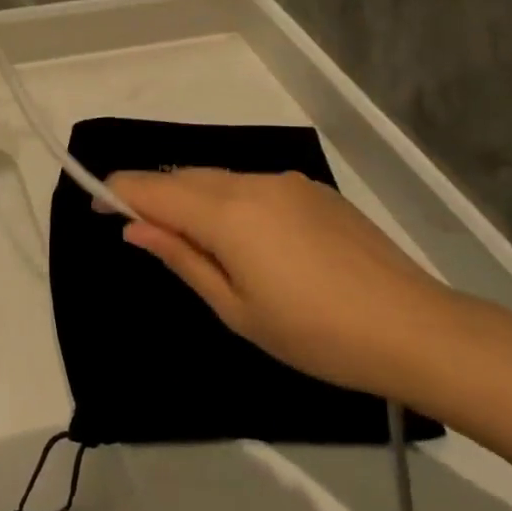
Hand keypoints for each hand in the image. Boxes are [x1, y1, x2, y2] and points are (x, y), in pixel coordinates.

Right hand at [108, 169, 459, 397]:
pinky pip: (254, 186)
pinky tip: (252, 242)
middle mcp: (252, 182)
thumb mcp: (236, 308)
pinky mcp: (314, 190)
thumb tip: (134, 228)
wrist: (415, 328)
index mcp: (226, 213)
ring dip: (195, 200)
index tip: (95, 207)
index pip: (152, 187)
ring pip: (219, 180)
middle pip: (184, 177)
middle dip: (155, 196)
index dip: (116, 191)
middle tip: (144, 234)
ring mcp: (287, 181)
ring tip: (200, 245)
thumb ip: (181, 258)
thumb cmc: (314, 333)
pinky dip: (232, 203)